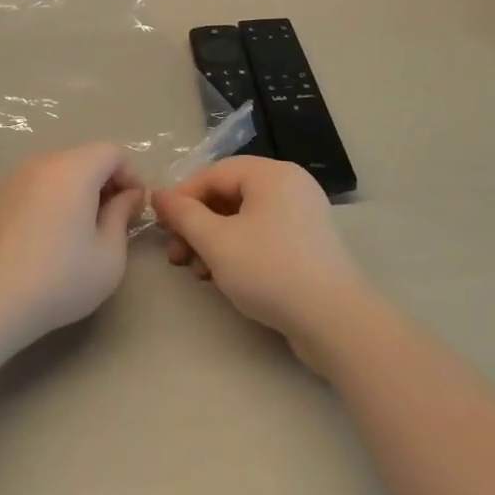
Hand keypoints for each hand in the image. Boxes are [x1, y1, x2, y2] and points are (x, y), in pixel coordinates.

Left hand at [0, 144, 143, 345]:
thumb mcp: (109, 256)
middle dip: (104, 183)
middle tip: (110, 224)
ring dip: (75, 191)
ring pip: (57, 171)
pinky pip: (34, 185)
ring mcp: (13, 177)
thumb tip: (127, 196)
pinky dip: (49, 199)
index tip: (133, 212)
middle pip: (84, 158)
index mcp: (73, 169)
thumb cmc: (58, 279)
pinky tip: (45, 238)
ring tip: (77, 233)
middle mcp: (41, 162)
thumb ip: (122, 216)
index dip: (131, 176)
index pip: (113, 152)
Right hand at [152, 157, 369, 371]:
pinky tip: (223, 276)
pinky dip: (238, 249)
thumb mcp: (217, 242)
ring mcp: (302, 214)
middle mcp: (289, 185)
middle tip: (175, 253)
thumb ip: (184, 215)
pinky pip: (263, 233)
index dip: (182, 197)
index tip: (160, 225)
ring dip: (213, 240)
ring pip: (244, 217)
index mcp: (271, 174)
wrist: (335, 321)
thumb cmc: (271, 271)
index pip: (214, 173)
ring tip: (197, 272)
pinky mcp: (308, 243)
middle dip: (197, 224)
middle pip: (229, 194)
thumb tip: (158, 195)